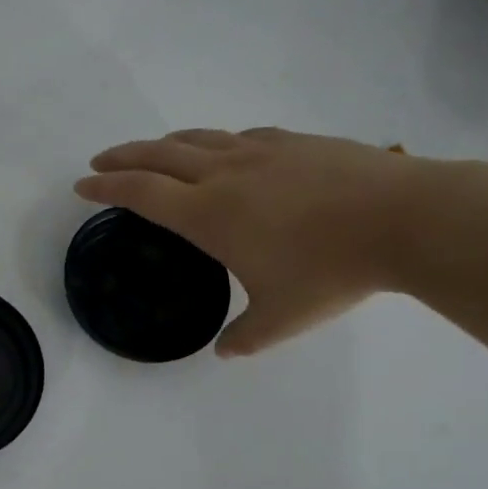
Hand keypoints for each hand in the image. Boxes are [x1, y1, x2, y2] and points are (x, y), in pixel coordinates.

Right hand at [77, 128, 431, 356]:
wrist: (404, 219)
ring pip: (197, 139)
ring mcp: (260, 151)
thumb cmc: (332, 271)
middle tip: (99, 160)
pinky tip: (225, 151)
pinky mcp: (293, 142)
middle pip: (157, 155)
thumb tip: (226, 351)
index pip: (140, 193)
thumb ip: (246, 336)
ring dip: (163, 144)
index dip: (106, 187)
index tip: (82, 184)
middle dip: (122, 157)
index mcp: (209, 214)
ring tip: (152, 152)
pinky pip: (239, 137)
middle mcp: (224, 174)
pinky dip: (215, 142)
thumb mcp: (283, 318)